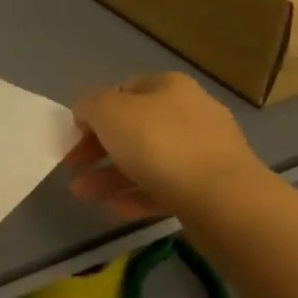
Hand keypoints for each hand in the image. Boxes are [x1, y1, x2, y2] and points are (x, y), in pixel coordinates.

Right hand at [64, 73, 262, 218]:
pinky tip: (113, 210)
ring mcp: (205, 153)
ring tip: (83, 195)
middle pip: (133, 129)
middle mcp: (190, 114)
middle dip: (97, 151)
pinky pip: (165, 189)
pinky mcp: (211, 190)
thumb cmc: (159, 143)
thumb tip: (86, 112)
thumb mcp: (108, 112)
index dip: (94, 112)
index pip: (123, 91)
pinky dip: (136, 196)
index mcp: (169, 87)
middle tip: (72, 168)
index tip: (74, 136)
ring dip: (110, 177)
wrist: (224, 200)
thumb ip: (88, 106)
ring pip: (146, 162)